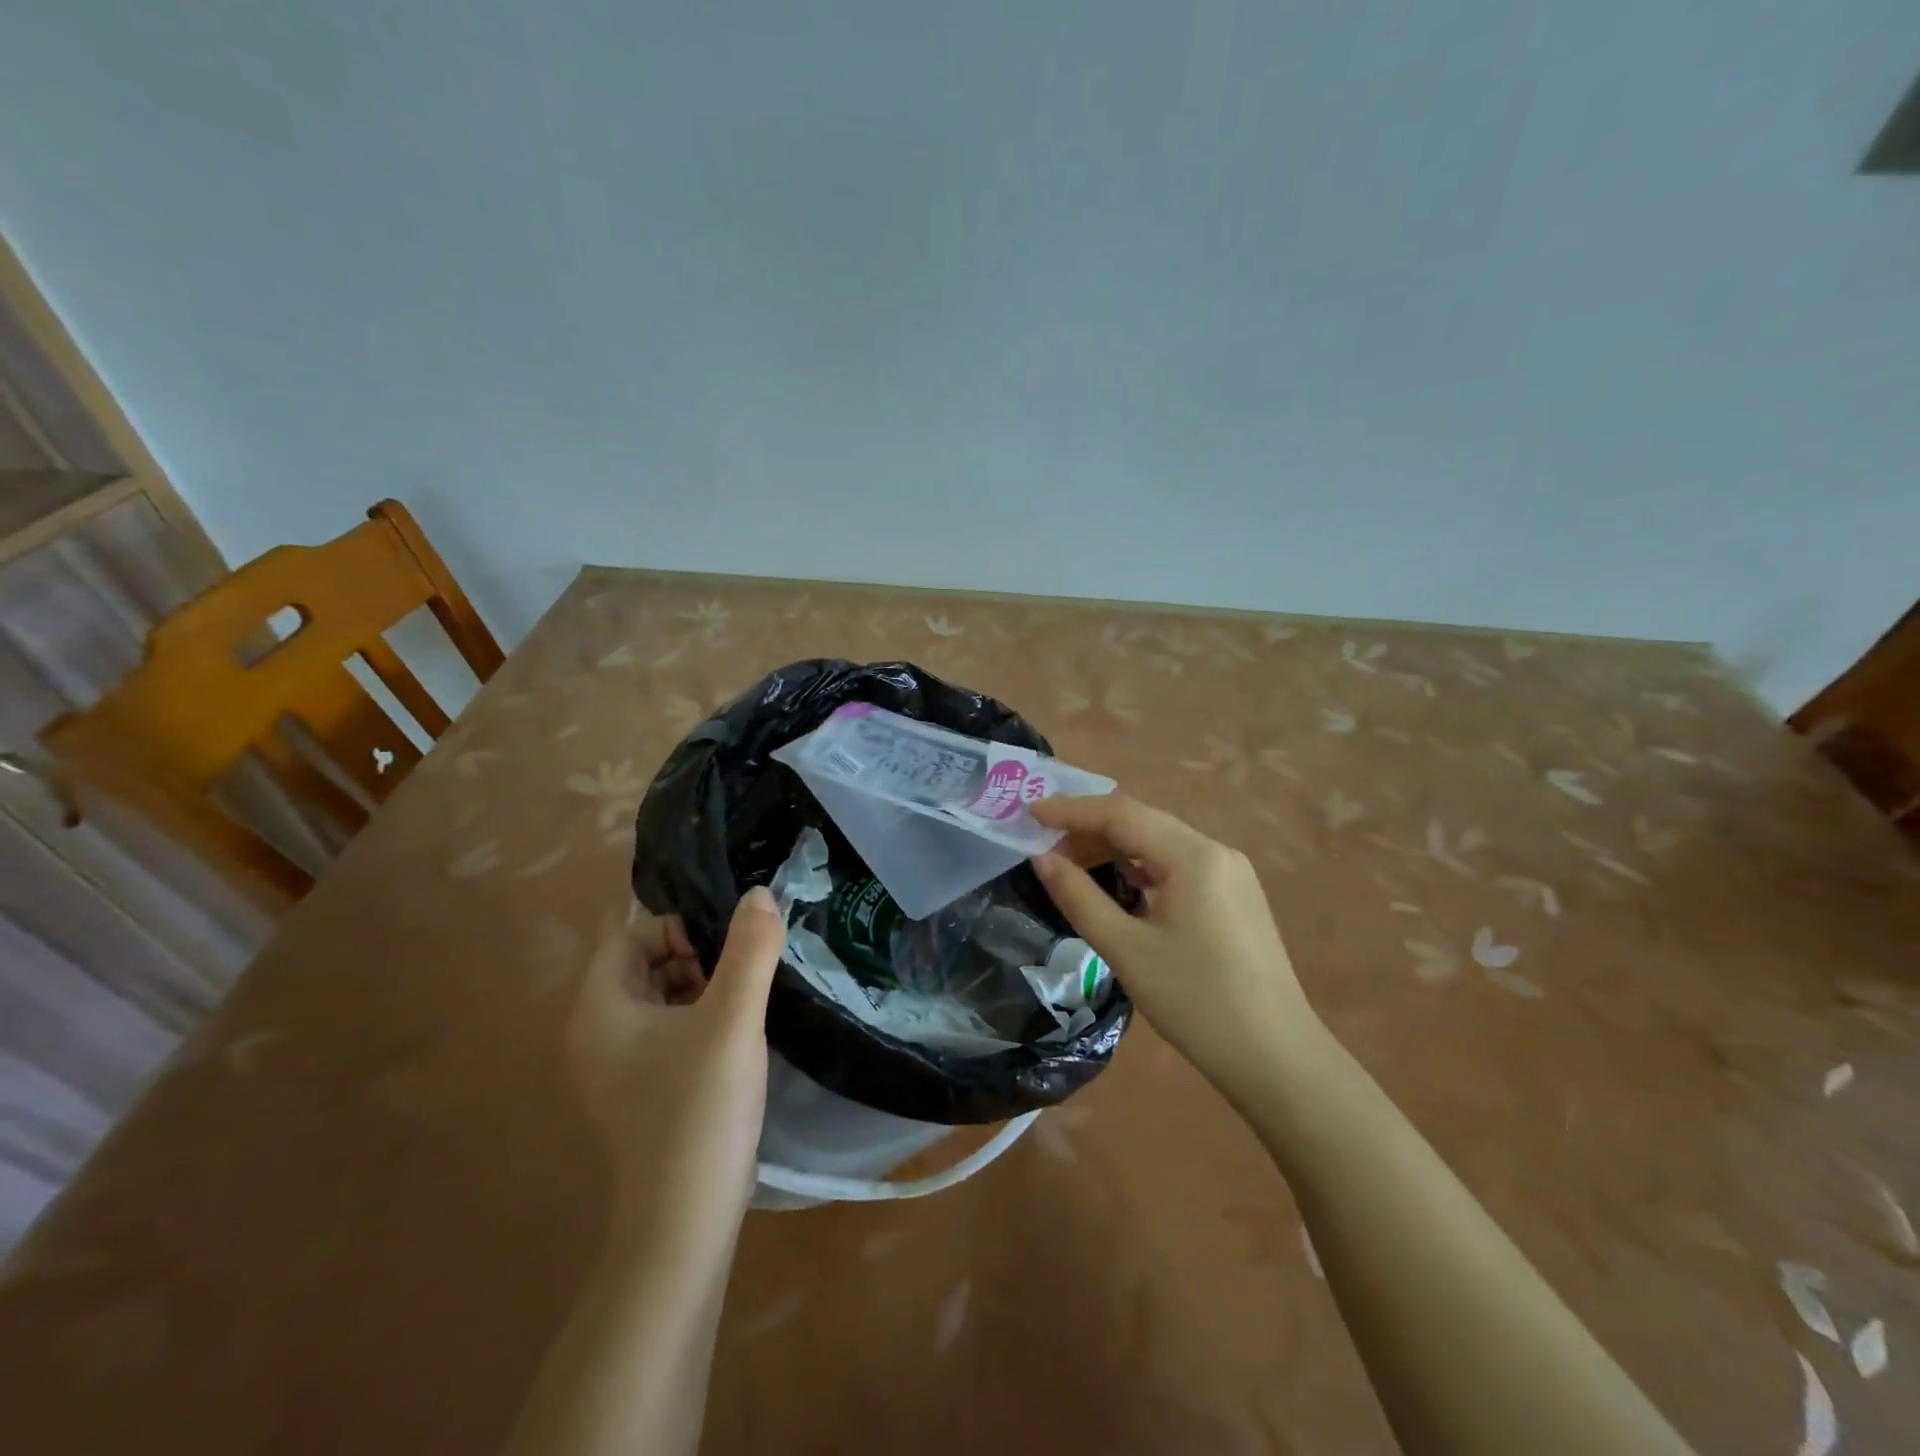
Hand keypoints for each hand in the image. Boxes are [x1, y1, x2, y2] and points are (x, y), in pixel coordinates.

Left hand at [566, 889, 784, 1235]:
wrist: (687, 1218)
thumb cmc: (700, 1107)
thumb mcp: (732, 1019)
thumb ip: (749, 950)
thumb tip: (760, 893)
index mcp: (600, 1009)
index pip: (629, 936)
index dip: (677, 929)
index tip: (724, 950)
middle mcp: (598, 1032)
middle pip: (644, 963)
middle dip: (694, 957)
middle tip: (739, 977)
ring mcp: (619, 1064)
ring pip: (661, 996)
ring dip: (703, 987)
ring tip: (744, 1002)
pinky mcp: (644, 1086)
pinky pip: (669, 1029)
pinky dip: (700, 1018)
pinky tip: (736, 1035)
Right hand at [1029, 795, 1322, 1089]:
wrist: (1277, 1058)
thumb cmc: (1195, 1002)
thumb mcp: (1126, 950)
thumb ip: (1079, 897)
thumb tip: (1042, 859)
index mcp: (1193, 856)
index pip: (1121, 814)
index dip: (1071, 811)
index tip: (1029, 814)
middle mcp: (1216, 851)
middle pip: (1143, 821)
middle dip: (1091, 828)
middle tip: (1045, 848)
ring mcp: (1231, 872)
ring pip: (1161, 841)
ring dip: (1116, 847)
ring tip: (1073, 865)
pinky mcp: (1236, 896)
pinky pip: (1179, 863)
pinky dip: (1142, 865)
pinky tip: (1122, 882)